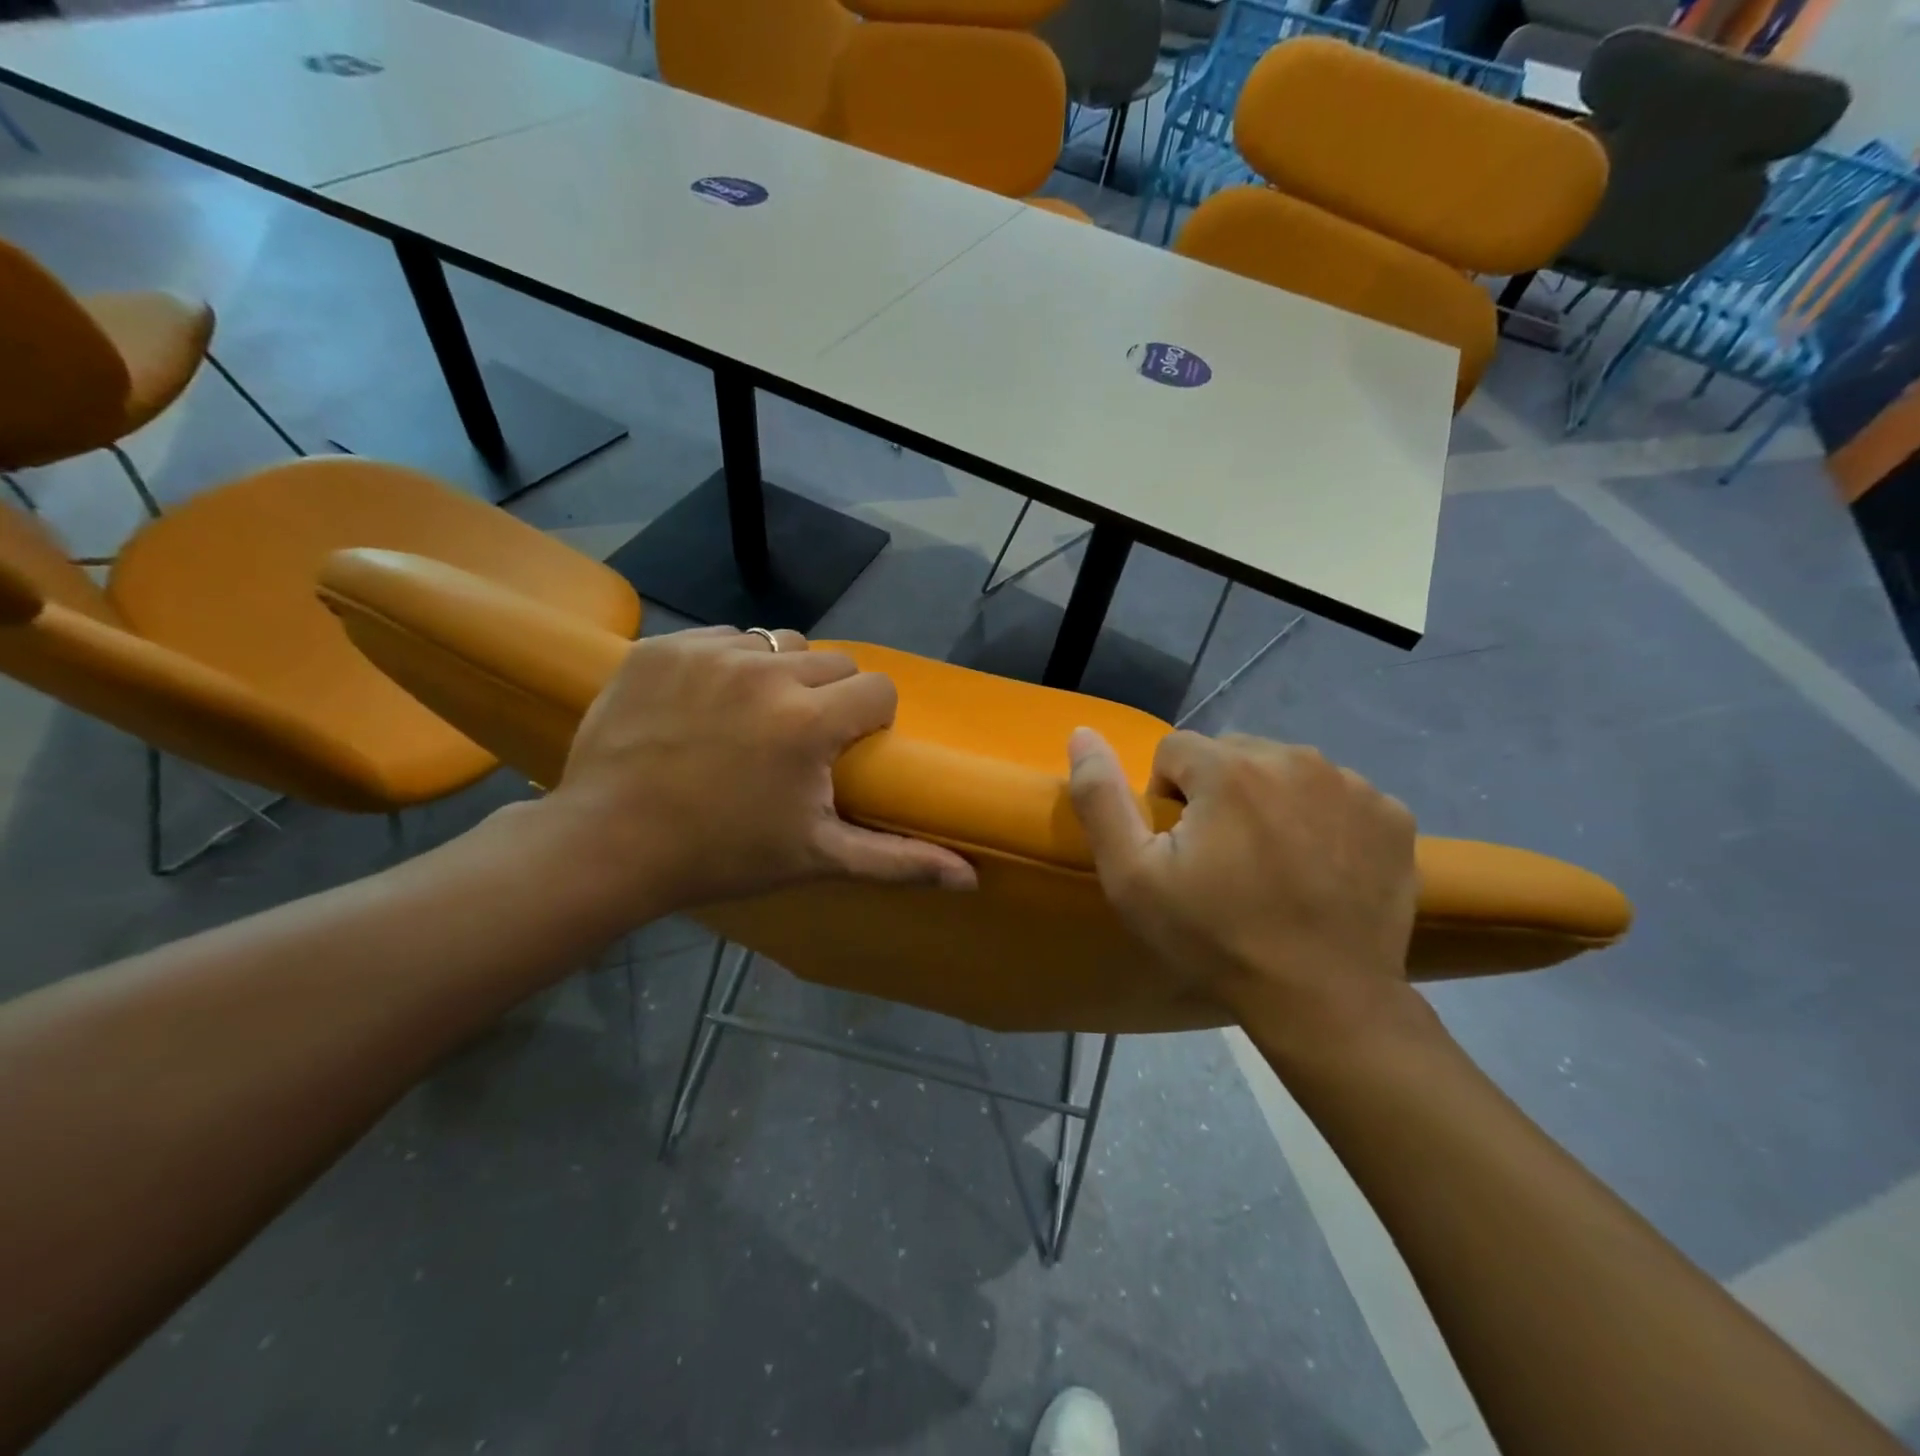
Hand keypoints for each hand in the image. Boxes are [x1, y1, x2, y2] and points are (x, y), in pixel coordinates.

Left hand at [535, 627, 975, 917]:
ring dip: (778, 674)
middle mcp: (766, 671)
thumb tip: (971, 879)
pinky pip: (721, 638)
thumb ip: (898, 860)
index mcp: (810, 721)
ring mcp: (709, 653)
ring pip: (777, 643)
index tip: (846, 748)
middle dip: (828, 695)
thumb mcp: (817, 858)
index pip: (877, 688)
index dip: (870, 719)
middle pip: (833, 660)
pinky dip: (725, 663)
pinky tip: (705, 703)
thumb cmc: (722, 854)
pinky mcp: (664, 647)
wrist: (609, 843)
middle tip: (797, 739)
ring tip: (751, 717)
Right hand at [1067, 728, 1417, 1029]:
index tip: (1181, 851)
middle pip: (1231, 754)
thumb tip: (1082, 733)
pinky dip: (1320, 818)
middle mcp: (1295, 758)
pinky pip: (1336, 795)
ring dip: (1269, 801)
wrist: (1324, 999)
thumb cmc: (1215, 937)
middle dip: (1217, 793)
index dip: (1166, 799)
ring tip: (1272, 864)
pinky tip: (1319, 867)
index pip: (1174, 750)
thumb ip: (1099, 798)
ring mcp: (1352, 784)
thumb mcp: (1132, 877)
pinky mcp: (1391, 814)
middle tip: (1223, 859)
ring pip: (1284, 770)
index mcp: (1228, 768)